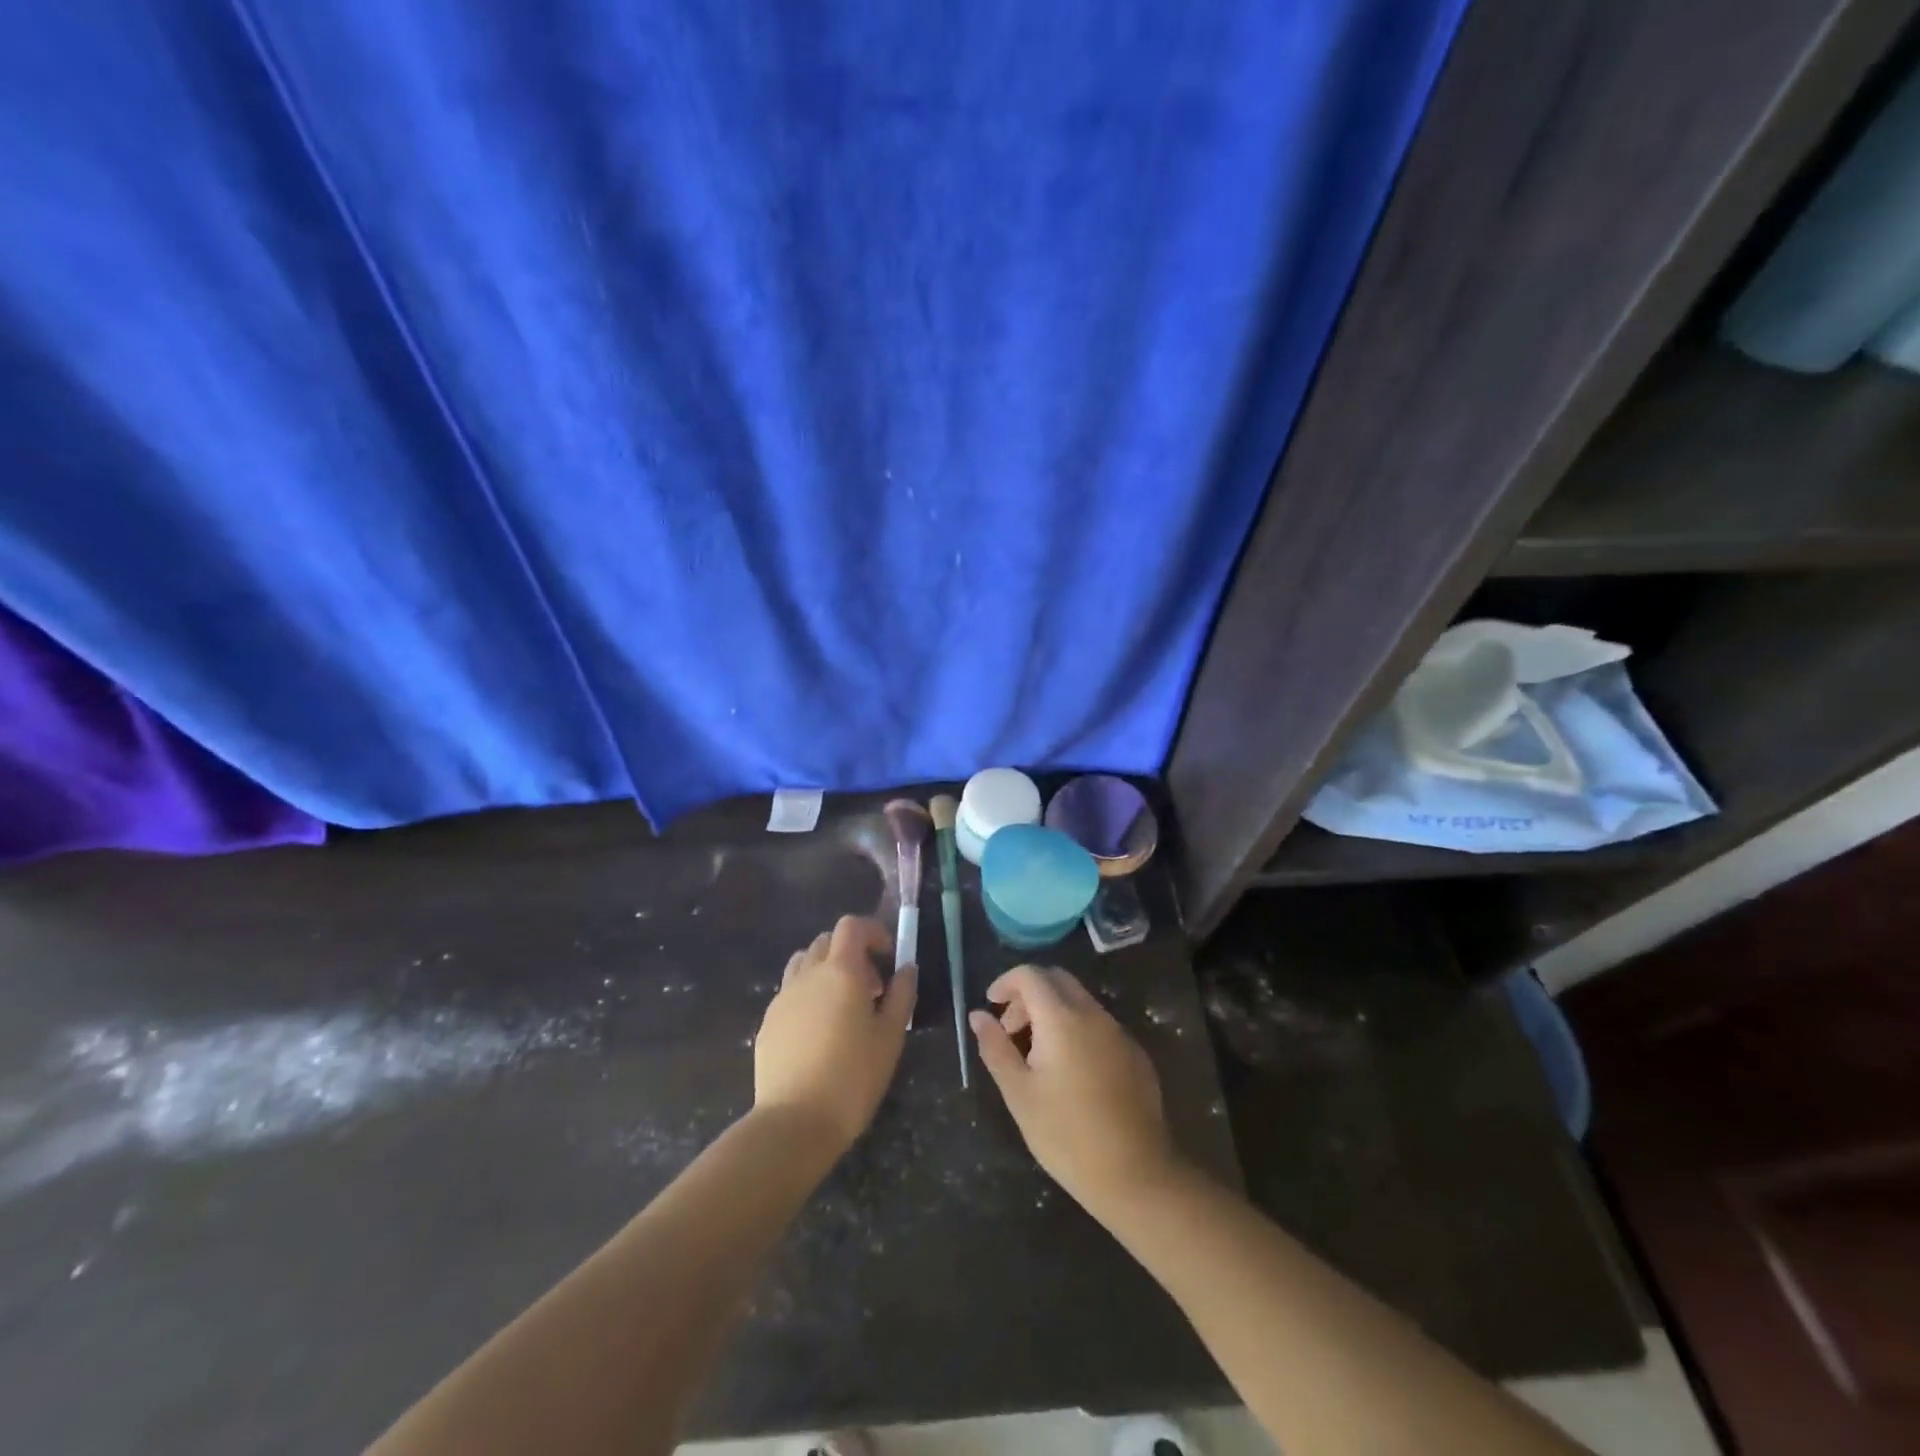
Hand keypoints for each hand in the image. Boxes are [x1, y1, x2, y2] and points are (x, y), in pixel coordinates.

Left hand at [754, 916, 916, 1154]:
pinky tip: (818, 1033)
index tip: (888, 958)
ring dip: (825, 971)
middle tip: (870, 988)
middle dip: (851, 953)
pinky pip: (789, 993)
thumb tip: (906, 969)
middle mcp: (808, 974)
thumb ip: (902, 995)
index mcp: (840, 971)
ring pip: (804, 963)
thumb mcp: (890, 1037)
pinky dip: (807, 996)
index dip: (873, 932)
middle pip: (827, 941)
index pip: (852, 926)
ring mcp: (782, 997)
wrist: (794, 1122)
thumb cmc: (853, 1077)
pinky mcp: (767, 1022)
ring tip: (842, 1006)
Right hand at [969, 965, 1181, 1214]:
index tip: (991, 1005)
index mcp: (1062, 1018)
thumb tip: (978, 1015)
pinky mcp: (1135, 1053)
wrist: (1136, 1175)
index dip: (1006, 982)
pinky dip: (1075, 1028)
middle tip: (1010, 1030)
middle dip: (1028, 995)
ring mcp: (1119, 1032)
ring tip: (1036, 1054)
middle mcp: (1093, 1014)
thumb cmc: (1066, 1135)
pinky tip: (1069, 1070)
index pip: (1031, 975)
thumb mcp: (1019, 1093)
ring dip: (1052, 1012)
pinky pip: (1098, 1024)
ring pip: (1079, 1001)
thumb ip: (996, 1047)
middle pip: (1057, 980)